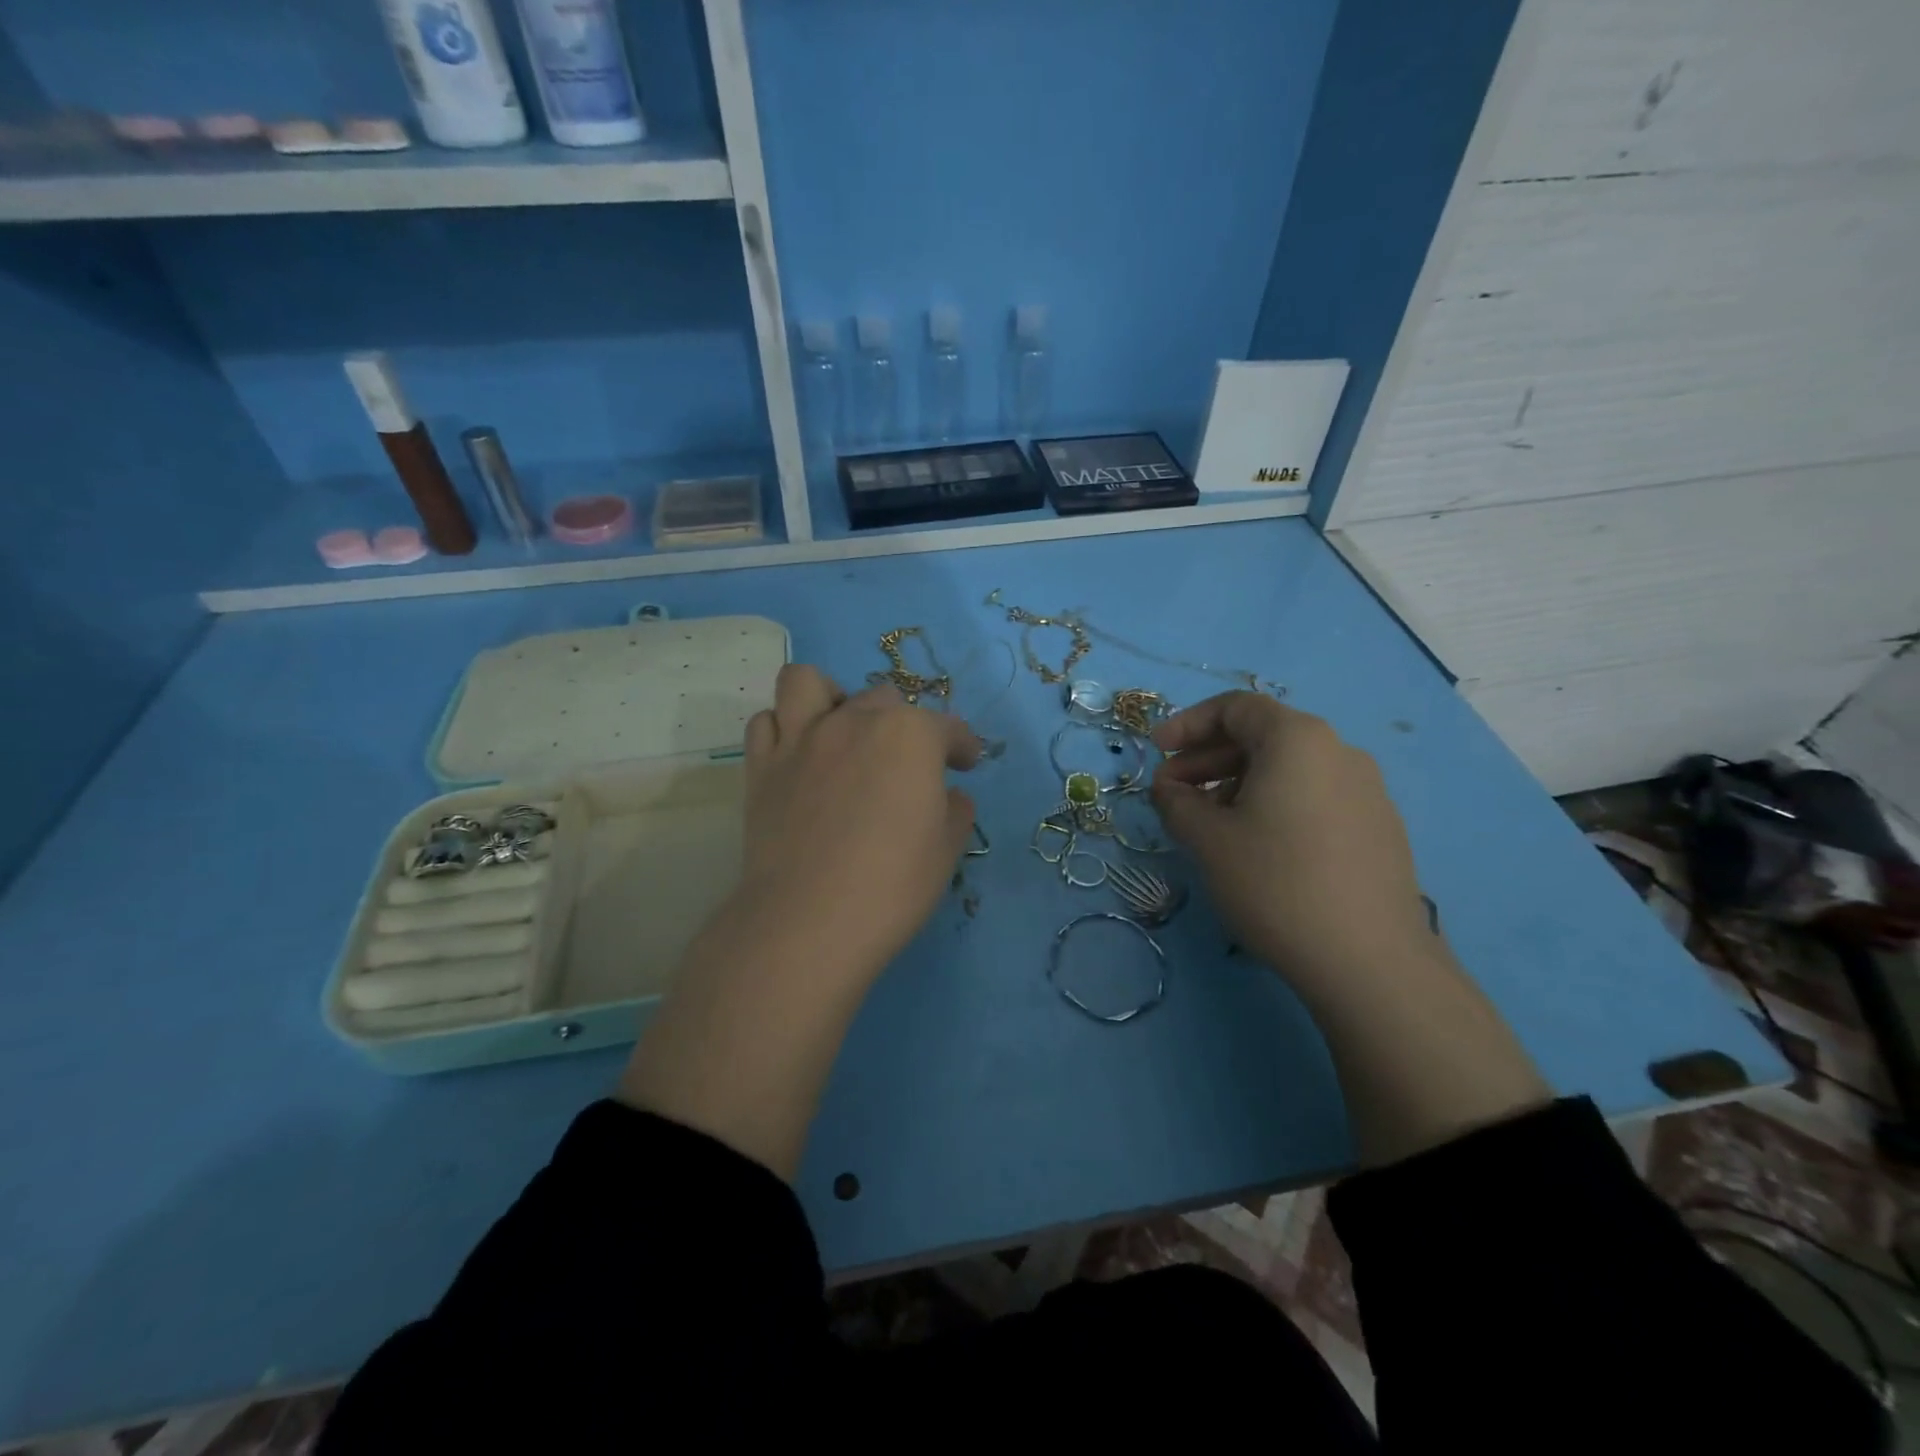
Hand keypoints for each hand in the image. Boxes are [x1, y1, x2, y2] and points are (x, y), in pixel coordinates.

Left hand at [740, 664, 980, 978]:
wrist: (809, 921)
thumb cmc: (892, 886)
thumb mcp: (946, 850)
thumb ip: (955, 811)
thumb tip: (948, 795)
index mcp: (909, 735)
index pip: (948, 728)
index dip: (963, 745)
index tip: (966, 763)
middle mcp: (854, 721)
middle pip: (884, 700)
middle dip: (904, 726)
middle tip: (907, 764)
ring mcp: (801, 739)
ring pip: (808, 683)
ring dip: (829, 698)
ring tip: (840, 730)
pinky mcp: (761, 766)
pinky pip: (765, 722)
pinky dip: (783, 729)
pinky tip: (798, 756)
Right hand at [1152, 693, 1549, 1164]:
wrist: (1369, 961)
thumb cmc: (1275, 883)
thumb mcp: (1207, 839)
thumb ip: (1176, 802)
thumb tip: (1168, 789)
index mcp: (1297, 739)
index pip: (1235, 707)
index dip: (1187, 723)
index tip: (1156, 750)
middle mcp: (1338, 751)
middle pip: (1262, 736)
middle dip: (1208, 758)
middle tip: (1172, 792)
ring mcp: (1366, 790)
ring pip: (1288, 769)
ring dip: (1238, 783)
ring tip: (1208, 823)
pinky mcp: (1379, 827)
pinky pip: (1314, 796)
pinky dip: (1274, 803)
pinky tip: (1256, 846)